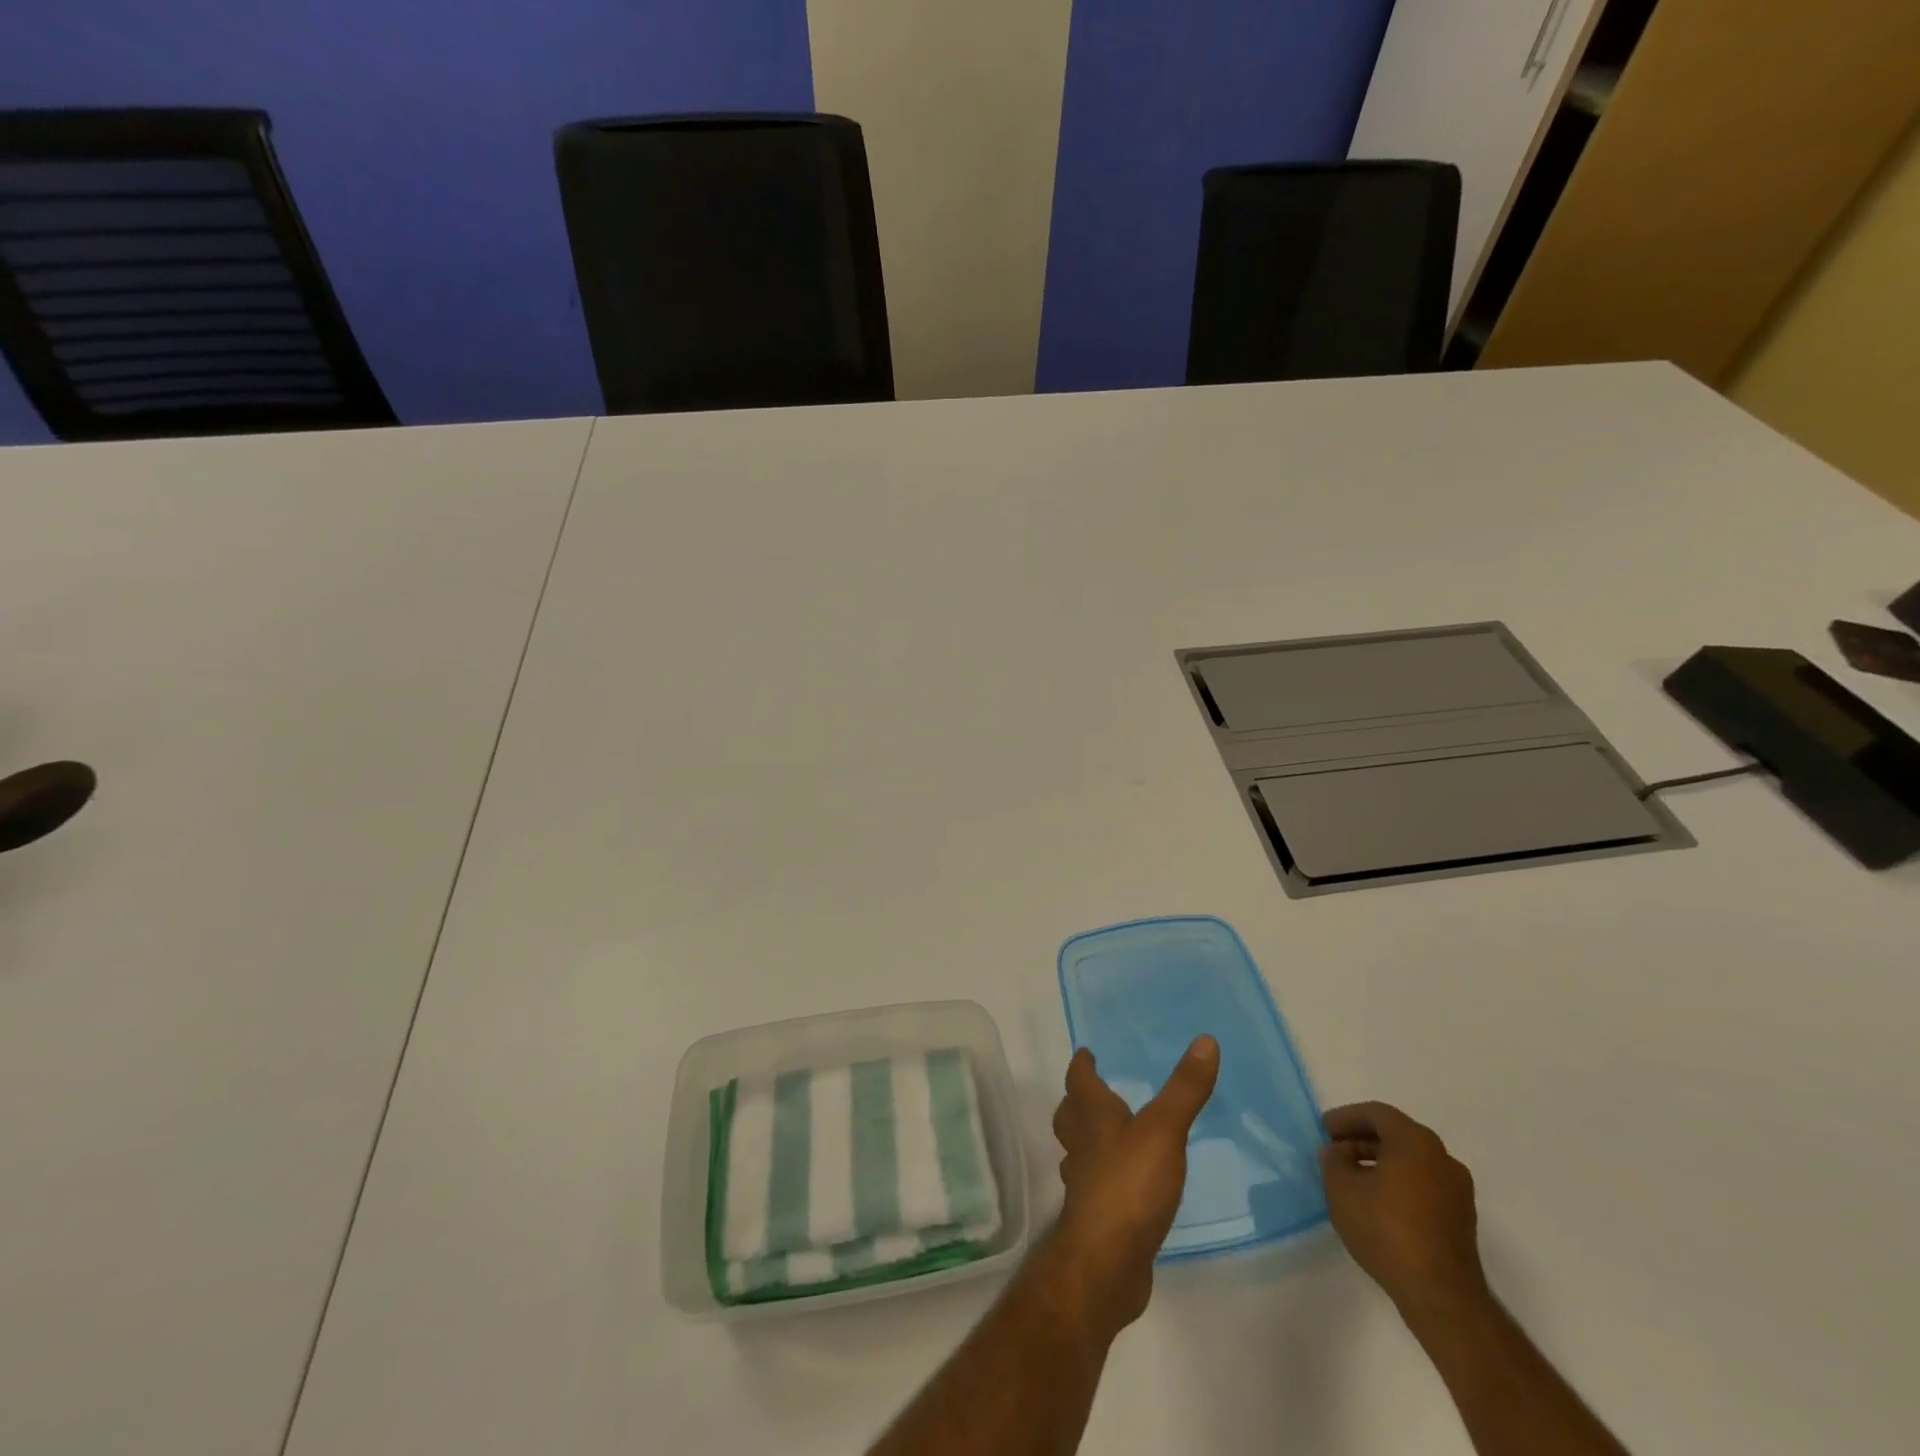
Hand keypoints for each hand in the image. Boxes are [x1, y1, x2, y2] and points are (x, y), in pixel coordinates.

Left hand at [1046, 1037, 1219, 1339]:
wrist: (1105, 1263)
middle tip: (1091, 1092)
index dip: (1082, 1066)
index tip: (1085, 1054)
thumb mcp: (1164, 1130)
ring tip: (1107, 1136)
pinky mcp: (1096, 1219)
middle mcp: (1082, 1146)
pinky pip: (1095, 1186)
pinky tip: (1124, 1185)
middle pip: (1070, 1116)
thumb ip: (1185, 1089)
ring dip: (1087, 1139)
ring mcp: (1085, 1185)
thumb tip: (1206, 1040)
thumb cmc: (1129, 1185)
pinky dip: (1103, 1177)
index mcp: (1093, 1118)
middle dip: (1078, 1101)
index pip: (1079, 1081)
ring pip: (1078, 1151)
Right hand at [1320, 1102, 1486, 1314]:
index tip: (1324, 1130)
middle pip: (1397, 1135)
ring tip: (1353, 1178)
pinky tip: (1378, 1202)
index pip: (1377, 1114)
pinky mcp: (1462, 1219)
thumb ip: (1333, 1160)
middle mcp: (1443, 1158)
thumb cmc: (1386, 1229)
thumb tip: (1339, 1153)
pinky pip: (1424, 1184)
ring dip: (1380, 1162)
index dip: (1346, 1117)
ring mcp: (1458, 1191)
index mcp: (1416, 1142)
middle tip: (1335, 1150)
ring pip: (1412, 1161)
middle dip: (1362, 1139)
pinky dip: (1399, 1182)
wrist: (1441, 1295)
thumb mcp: (1341, 1188)